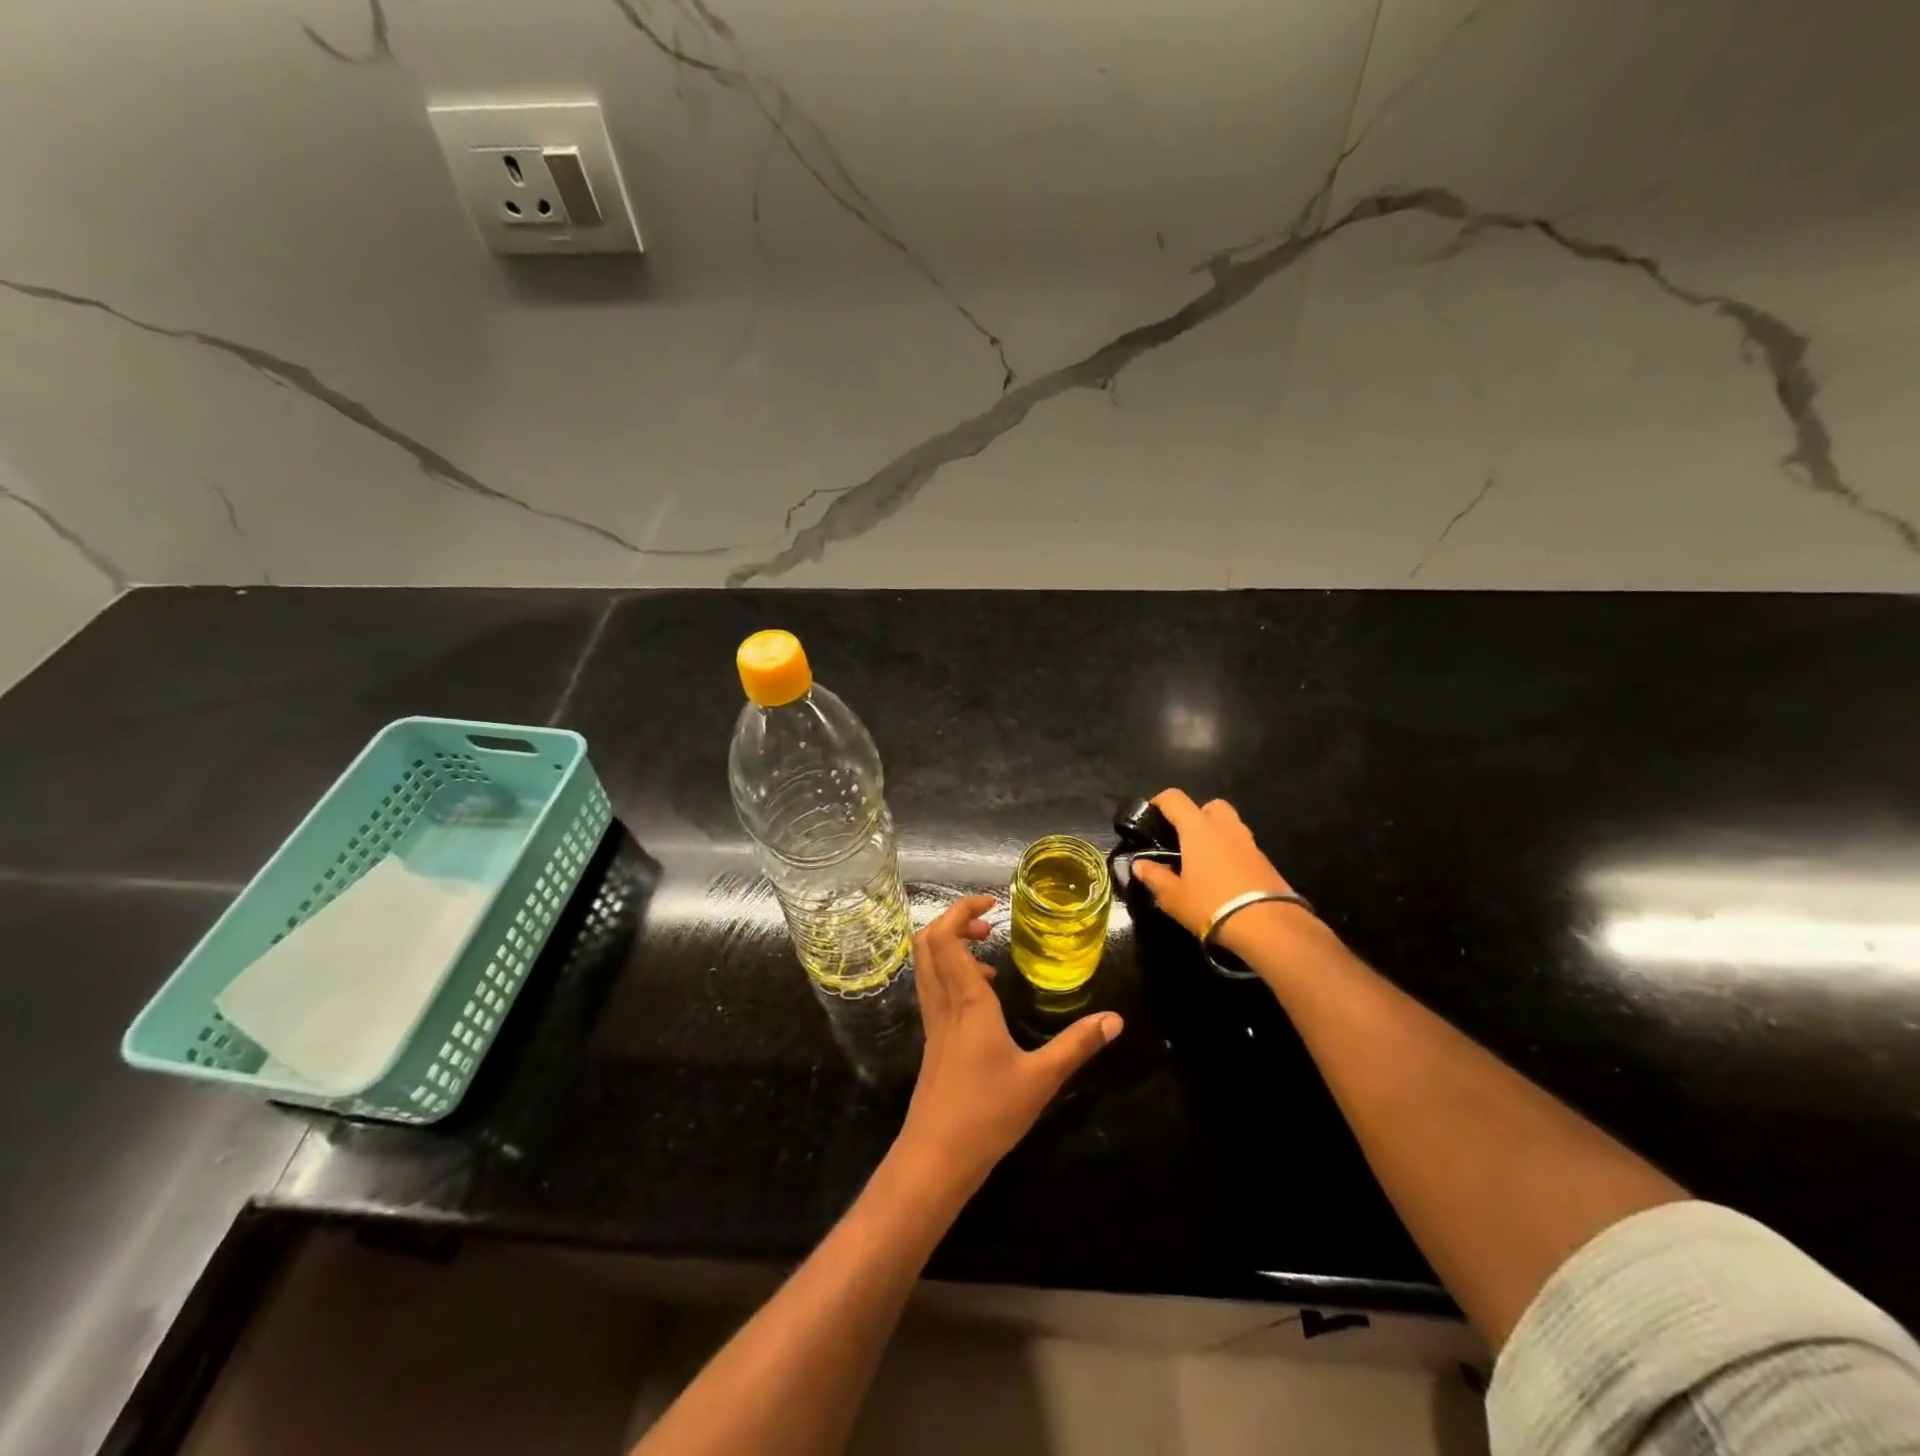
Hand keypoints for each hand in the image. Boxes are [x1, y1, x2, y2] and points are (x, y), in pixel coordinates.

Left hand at [893, 895, 1121, 1201]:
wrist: (936, 1159)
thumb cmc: (988, 1113)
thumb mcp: (1041, 1078)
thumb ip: (1078, 1045)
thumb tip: (1115, 1019)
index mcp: (967, 1001)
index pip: (945, 938)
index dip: (961, 911)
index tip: (991, 905)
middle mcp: (943, 1003)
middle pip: (926, 943)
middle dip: (952, 922)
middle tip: (988, 926)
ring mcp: (933, 1022)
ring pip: (925, 966)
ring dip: (949, 947)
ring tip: (989, 956)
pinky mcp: (933, 1041)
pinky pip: (933, 989)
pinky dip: (951, 974)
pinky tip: (983, 998)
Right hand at [1129, 790, 1313, 957]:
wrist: (1268, 926)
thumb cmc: (1211, 904)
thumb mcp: (1173, 896)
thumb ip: (1154, 876)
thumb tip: (1139, 864)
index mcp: (1198, 828)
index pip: (1175, 799)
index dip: (1159, 801)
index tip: (1150, 814)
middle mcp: (1225, 827)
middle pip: (1210, 805)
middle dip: (1196, 814)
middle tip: (1183, 837)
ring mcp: (1249, 842)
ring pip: (1230, 824)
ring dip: (1216, 834)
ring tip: (1202, 859)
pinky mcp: (1266, 861)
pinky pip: (1243, 846)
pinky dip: (1231, 852)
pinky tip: (1223, 876)